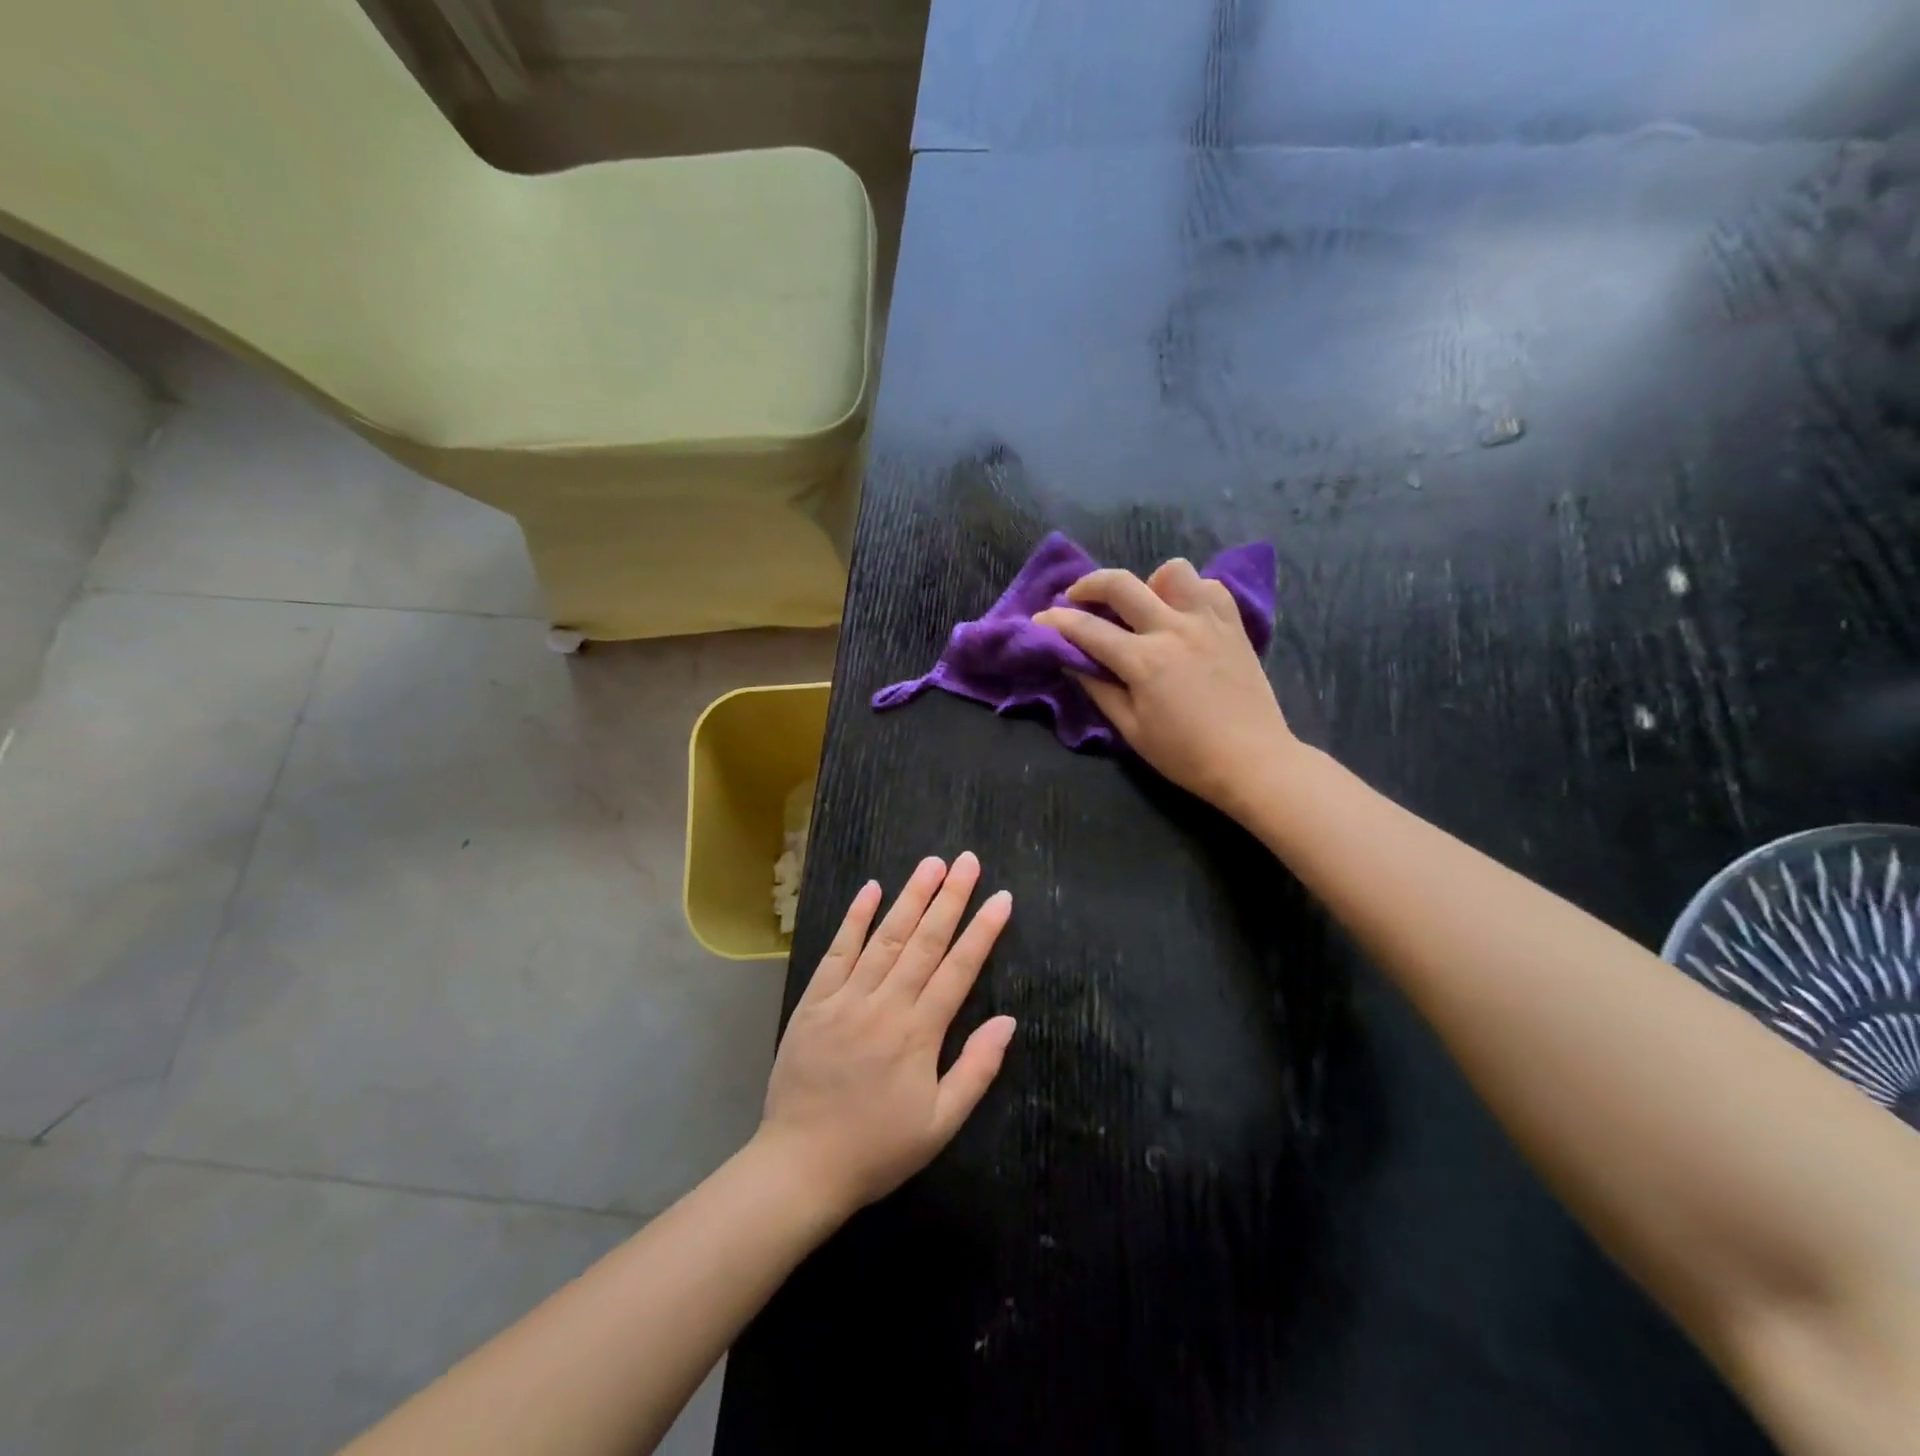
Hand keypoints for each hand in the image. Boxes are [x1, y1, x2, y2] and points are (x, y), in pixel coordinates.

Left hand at [756, 853, 1014, 1216]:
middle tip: (968, 860)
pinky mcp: (814, 1001)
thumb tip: (1008, 1021)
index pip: (959, 969)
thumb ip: (976, 1069)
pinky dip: (854, 919)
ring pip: (884, 937)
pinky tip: (871, 889)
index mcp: (919, 1033)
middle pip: (924, 941)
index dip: (983, 931)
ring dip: (910, 897)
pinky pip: (837, 952)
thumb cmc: (878, 1148)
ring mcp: (846, 998)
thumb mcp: (940, 1123)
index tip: (1001, 898)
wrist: (800, 1166)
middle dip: (950, 898)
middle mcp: (885, 1004)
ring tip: (931, 864)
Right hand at [1034, 558, 1294, 812]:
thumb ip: (1099, 690)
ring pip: (1172, 571)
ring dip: (1148, 582)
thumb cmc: (1186, 755)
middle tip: (1076, 597)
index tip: (1040, 620)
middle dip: (1088, 584)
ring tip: (1143, 606)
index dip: (1057, 622)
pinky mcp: (1234, 626)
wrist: (1253, 761)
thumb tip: (1072, 661)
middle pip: (1121, 584)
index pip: (1088, 629)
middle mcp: (1173, 629)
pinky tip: (1183, 616)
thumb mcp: (1132, 730)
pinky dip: (1191, 593)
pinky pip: (1210, 588)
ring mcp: (1208, 622)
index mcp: (1144, 661)